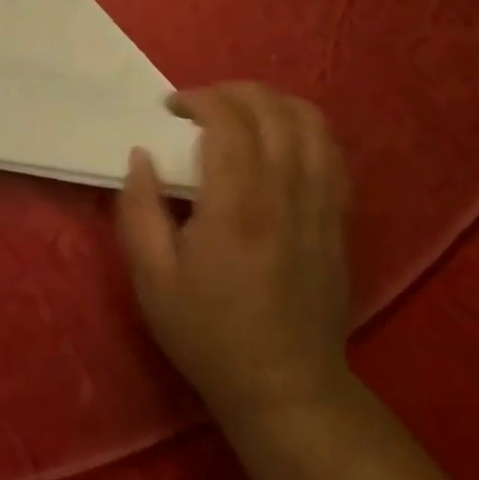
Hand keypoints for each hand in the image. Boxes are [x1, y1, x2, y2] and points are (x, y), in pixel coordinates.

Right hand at [118, 84, 353, 433]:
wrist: (285, 388)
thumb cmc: (208, 334)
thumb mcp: (151, 280)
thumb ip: (138, 210)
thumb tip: (142, 156)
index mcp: (236, 207)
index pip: (228, 120)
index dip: (198, 98)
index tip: (171, 108)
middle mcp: (285, 194)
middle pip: (271, 109)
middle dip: (231, 91)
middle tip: (199, 106)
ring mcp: (320, 204)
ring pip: (310, 122)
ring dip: (271, 102)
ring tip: (241, 114)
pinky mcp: (339, 218)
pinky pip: (332, 151)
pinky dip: (304, 128)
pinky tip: (280, 140)